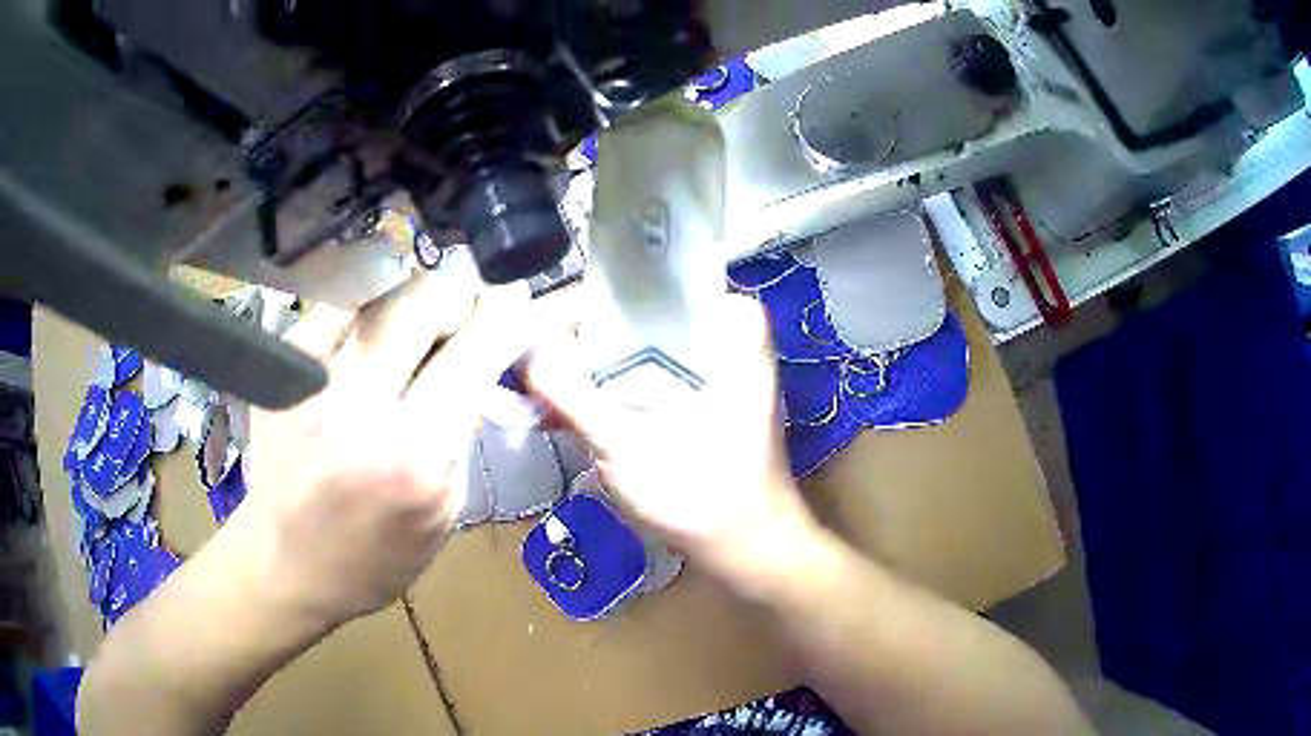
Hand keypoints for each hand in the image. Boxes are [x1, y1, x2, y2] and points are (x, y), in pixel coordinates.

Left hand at [236, 272, 532, 627]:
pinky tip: (367, 345)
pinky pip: (334, 310)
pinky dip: (364, 316)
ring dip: (411, 306)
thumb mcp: (445, 511)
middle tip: (464, 320)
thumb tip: (479, 361)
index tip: (516, 309)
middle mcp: (357, 406)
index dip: (506, 318)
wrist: (287, 565)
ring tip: (415, 336)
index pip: (473, 352)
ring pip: (379, 294)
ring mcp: (310, 381)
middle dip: (459, 298)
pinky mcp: (280, 371)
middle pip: (423, 298)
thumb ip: (462, 431)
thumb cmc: (375, 557)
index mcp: (411, 457)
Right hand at [529, 293, 817, 576]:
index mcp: (728, 328)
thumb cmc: (701, 495)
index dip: (594, 295)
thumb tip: (525, 351)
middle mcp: (726, 336)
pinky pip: (648, 374)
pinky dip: (612, 387)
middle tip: (534, 354)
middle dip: (584, 334)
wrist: (748, 550)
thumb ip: (573, 396)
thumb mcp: (627, 444)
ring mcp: (715, 368)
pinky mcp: (701, 398)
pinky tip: (568, 409)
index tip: (546, 322)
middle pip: (642, 311)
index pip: (653, 279)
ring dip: (593, 365)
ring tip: (540, 385)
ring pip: (642, 345)